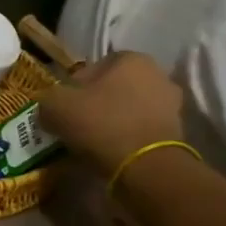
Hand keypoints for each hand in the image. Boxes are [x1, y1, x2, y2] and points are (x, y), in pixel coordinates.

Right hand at [38, 50, 185, 172]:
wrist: (146, 167)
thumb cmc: (101, 124)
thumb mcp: (55, 106)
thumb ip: (48, 99)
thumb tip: (50, 107)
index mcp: (130, 58)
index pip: (92, 67)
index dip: (72, 88)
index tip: (63, 109)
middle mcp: (157, 74)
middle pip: (112, 88)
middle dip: (94, 104)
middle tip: (75, 125)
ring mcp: (171, 104)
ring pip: (127, 109)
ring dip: (111, 122)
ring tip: (91, 143)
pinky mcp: (177, 132)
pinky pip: (140, 130)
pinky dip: (126, 138)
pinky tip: (110, 153)